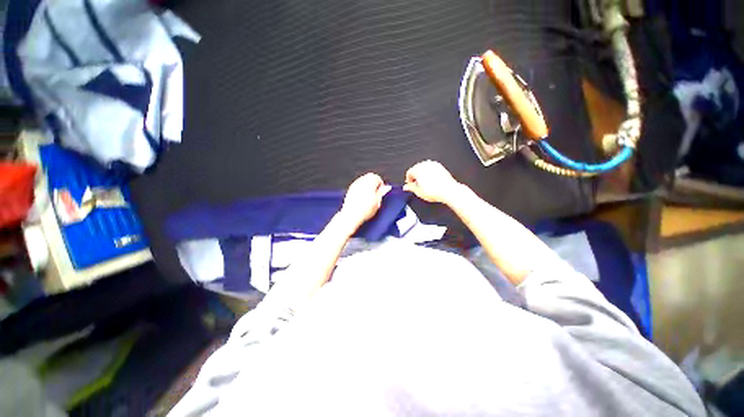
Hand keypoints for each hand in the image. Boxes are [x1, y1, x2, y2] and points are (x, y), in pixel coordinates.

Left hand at [339, 173, 391, 229]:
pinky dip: (361, 189)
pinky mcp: (350, 189)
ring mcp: (354, 184)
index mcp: (370, 181)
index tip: (381, 192)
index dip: (380, 185)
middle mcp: (361, 180)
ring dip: (367, 186)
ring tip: (369, 197)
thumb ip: (381, 193)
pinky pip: (358, 186)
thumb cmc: (365, 209)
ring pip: (363, 181)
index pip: (377, 178)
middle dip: (373, 184)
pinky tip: (362, 199)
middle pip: (369, 177)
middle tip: (376, 194)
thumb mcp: (378, 202)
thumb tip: (386, 188)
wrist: (352, 215)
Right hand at [403, 160, 460, 203]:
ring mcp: (434, 164)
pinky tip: (432, 182)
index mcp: (417, 169)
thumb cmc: (434, 191)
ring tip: (424, 184)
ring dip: (423, 175)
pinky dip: (430, 174)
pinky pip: (432, 169)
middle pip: (416, 169)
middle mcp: (425, 164)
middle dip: (415, 177)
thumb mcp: (418, 191)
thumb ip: (410, 188)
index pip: (409, 172)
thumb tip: (406, 187)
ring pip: (424, 168)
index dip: (408, 180)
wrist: (448, 190)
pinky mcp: (440, 167)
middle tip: (417, 185)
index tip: (410, 185)